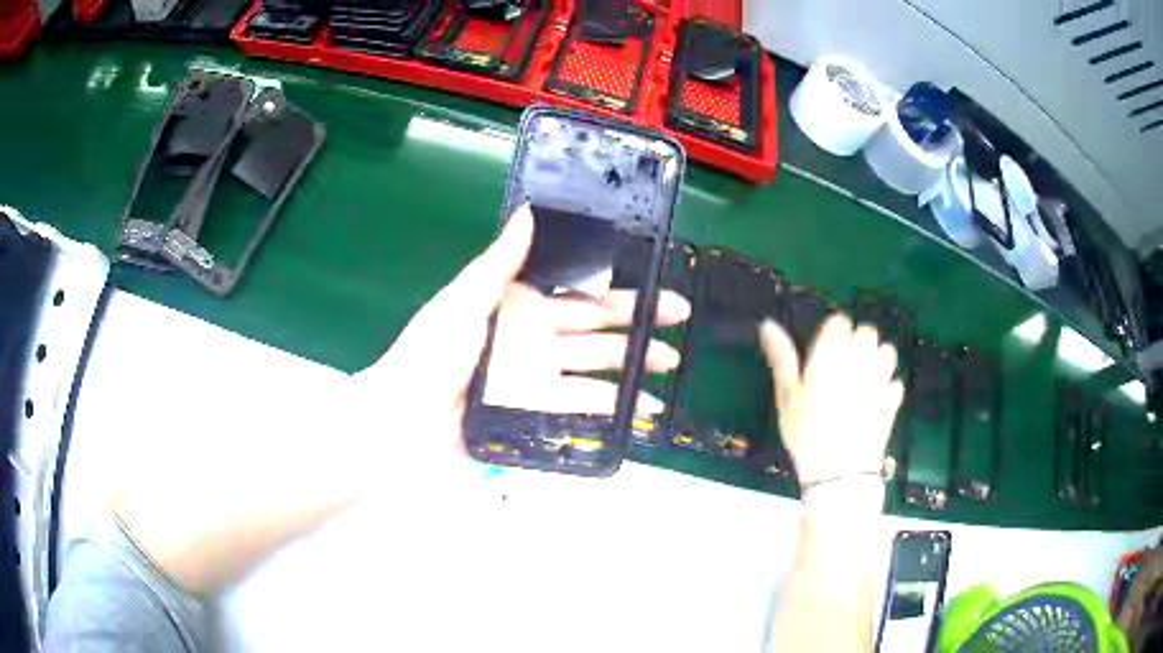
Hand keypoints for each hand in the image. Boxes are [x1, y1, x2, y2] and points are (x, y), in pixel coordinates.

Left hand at [351, 205, 689, 466]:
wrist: (406, 419)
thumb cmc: (431, 353)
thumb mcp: (465, 299)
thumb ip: (501, 262)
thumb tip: (530, 211)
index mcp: (516, 302)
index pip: (575, 289)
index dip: (613, 285)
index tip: (650, 281)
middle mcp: (531, 335)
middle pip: (594, 326)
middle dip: (637, 322)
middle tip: (678, 318)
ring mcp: (535, 374)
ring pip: (594, 366)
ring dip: (632, 365)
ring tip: (668, 364)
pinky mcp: (535, 409)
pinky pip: (579, 405)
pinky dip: (610, 407)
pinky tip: (639, 408)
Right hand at [759, 315, 903, 491]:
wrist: (839, 470)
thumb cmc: (806, 432)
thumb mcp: (787, 397)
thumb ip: (782, 359)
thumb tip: (768, 325)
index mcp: (831, 354)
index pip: (840, 322)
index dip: (834, 332)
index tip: (826, 348)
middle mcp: (860, 359)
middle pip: (867, 331)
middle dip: (859, 341)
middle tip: (844, 364)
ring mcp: (880, 379)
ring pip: (887, 352)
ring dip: (877, 359)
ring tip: (863, 378)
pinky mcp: (892, 400)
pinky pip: (895, 383)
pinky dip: (888, 387)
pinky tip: (875, 401)